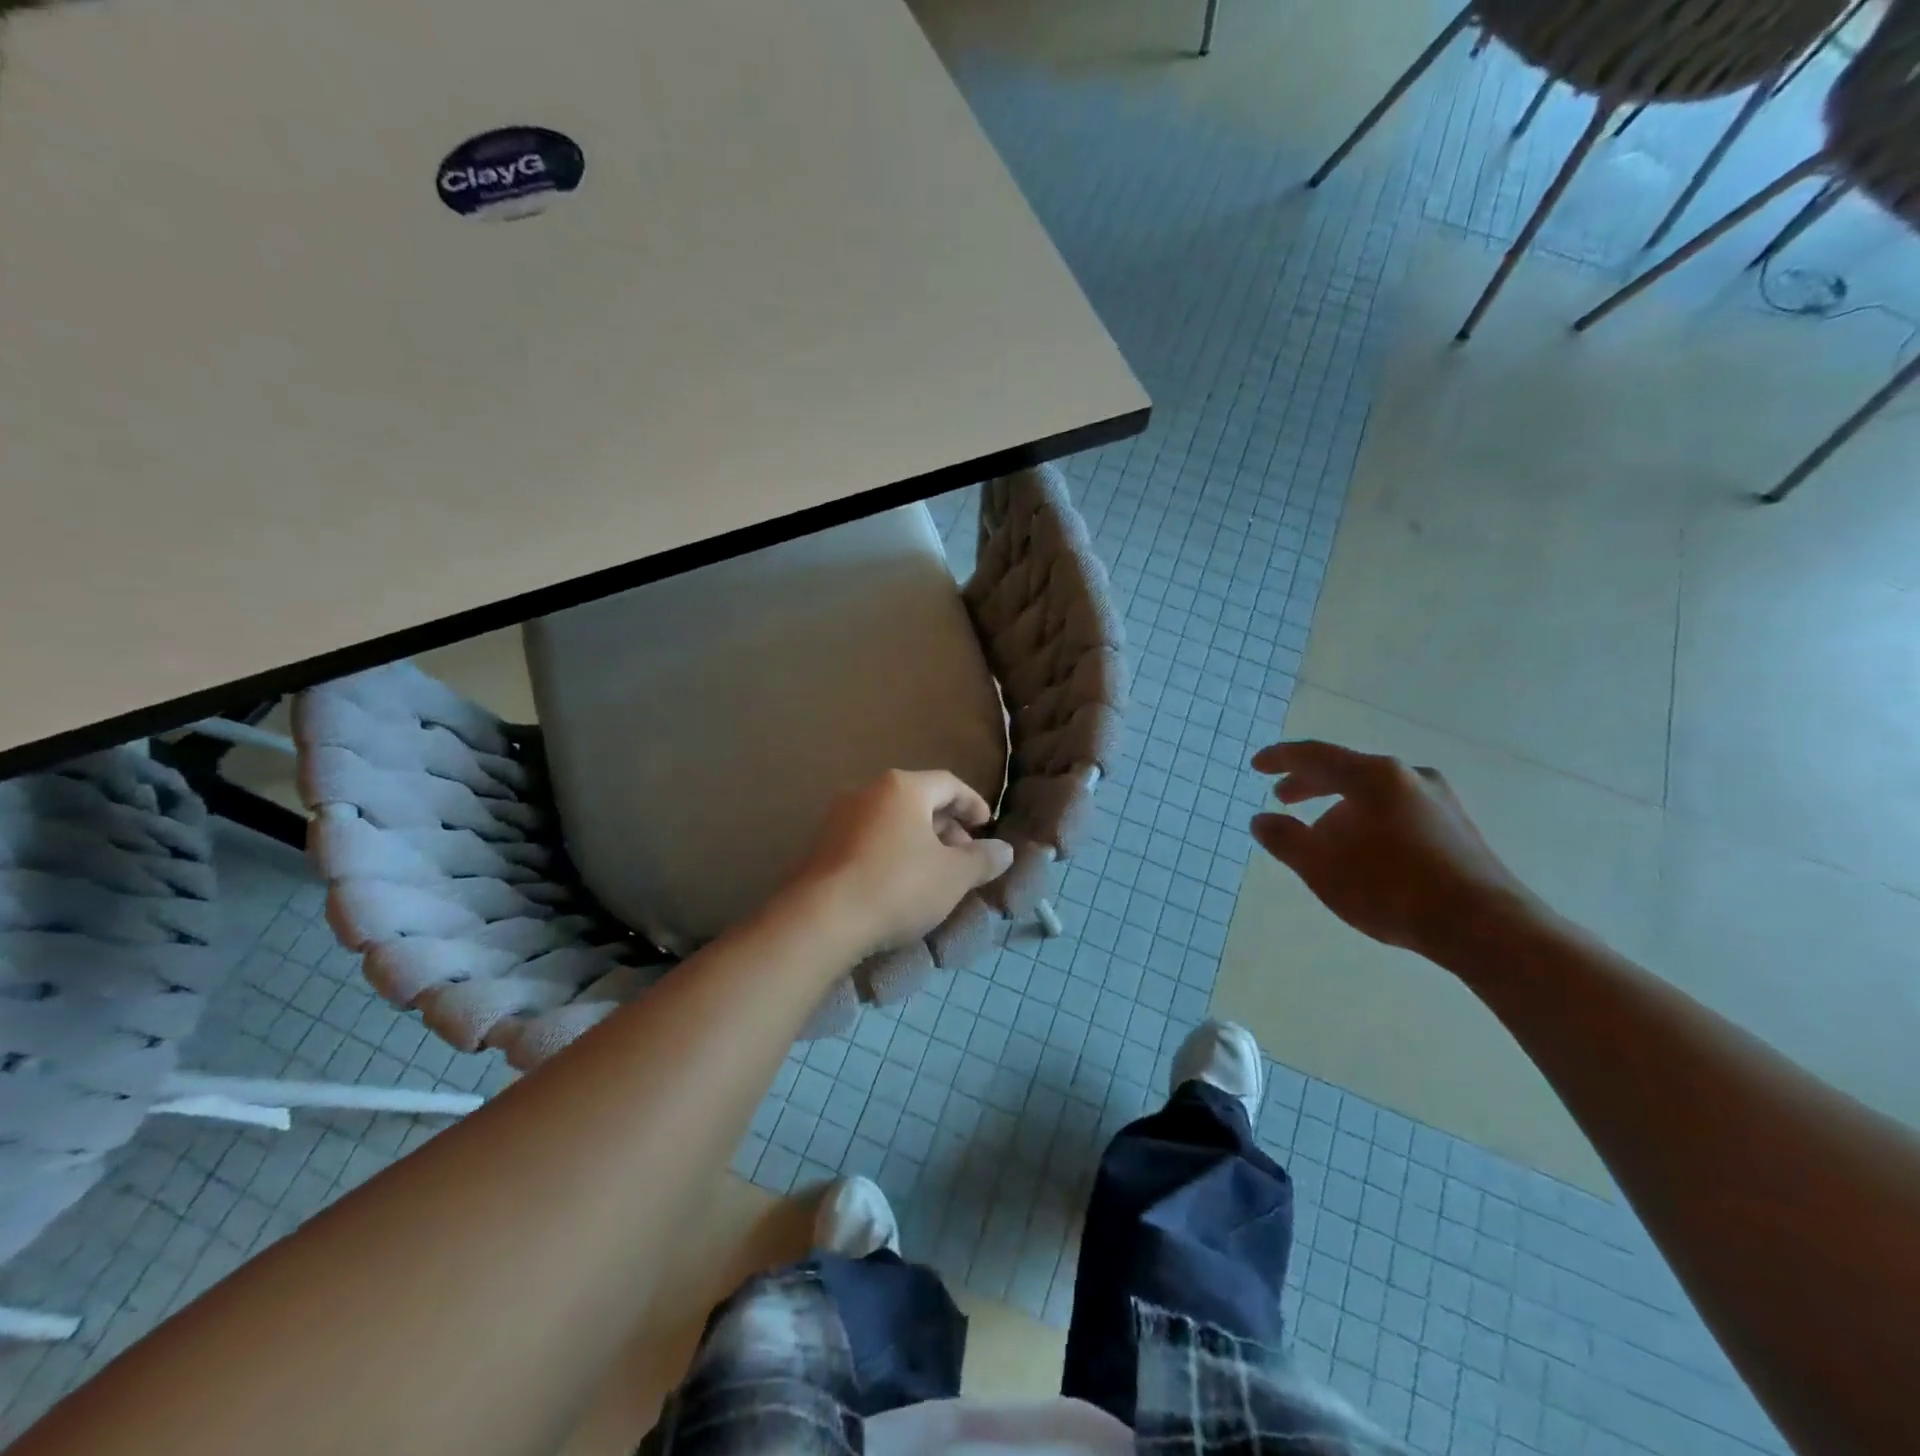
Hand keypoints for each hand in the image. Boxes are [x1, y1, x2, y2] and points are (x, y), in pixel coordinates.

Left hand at [787, 769, 1013, 959]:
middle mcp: (867, 792)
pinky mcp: (821, 846)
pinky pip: (868, 840)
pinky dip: (891, 853)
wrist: (821, 919)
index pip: (948, 783)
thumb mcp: (953, 876)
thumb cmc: (897, 886)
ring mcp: (839, 818)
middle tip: (964, 857)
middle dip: (946, 826)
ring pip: (891, 821)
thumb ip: (982, 859)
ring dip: (918, 842)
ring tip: (933, 874)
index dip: (973, 803)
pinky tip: (898, 884)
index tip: (986, 826)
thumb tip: (1004, 850)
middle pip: (918, 800)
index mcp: (902, 788)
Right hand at [1249, 740, 1542, 962]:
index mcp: (1373, 776)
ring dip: (1340, 806)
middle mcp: (1408, 776)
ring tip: (1321, 832)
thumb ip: (1284, 838)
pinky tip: (1363, 849)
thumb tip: (1261, 820)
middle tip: (1283, 797)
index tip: (1256, 767)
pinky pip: (1397, 810)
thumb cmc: (1390, 887)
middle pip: (1347, 770)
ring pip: (1374, 792)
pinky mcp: (1456, 828)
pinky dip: (1368, 819)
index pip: (1314, 755)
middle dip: (1310, 784)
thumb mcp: (1319, 865)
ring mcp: (1438, 800)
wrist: (1483, 926)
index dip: (1280, 759)